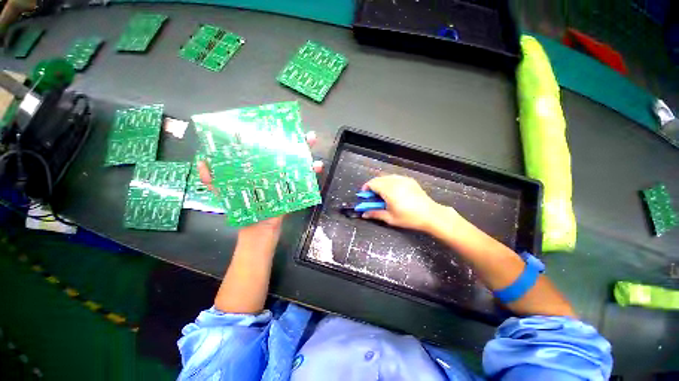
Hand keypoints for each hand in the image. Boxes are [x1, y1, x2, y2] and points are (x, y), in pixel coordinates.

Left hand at [197, 131, 322, 239]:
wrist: (257, 230)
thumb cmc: (242, 209)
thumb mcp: (225, 192)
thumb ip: (212, 179)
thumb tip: (202, 160)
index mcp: (259, 168)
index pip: (268, 148)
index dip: (274, 137)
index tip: (280, 126)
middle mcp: (274, 170)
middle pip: (287, 153)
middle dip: (296, 140)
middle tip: (303, 131)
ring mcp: (286, 180)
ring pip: (298, 163)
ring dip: (307, 152)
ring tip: (311, 141)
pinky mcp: (294, 191)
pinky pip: (305, 180)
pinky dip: (312, 173)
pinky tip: (317, 167)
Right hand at [362, 175, 455, 231]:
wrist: (430, 214)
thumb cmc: (409, 218)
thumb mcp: (390, 218)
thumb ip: (375, 213)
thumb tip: (364, 214)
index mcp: (389, 190)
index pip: (372, 183)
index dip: (366, 189)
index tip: (365, 196)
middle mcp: (395, 182)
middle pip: (378, 179)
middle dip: (372, 186)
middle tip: (373, 197)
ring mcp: (403, 179)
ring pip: (386, 177)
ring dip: (380, 184)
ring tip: (382, 195)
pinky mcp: (409, 180)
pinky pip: (394, 177)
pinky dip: (389, 182)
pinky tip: (392, 192)